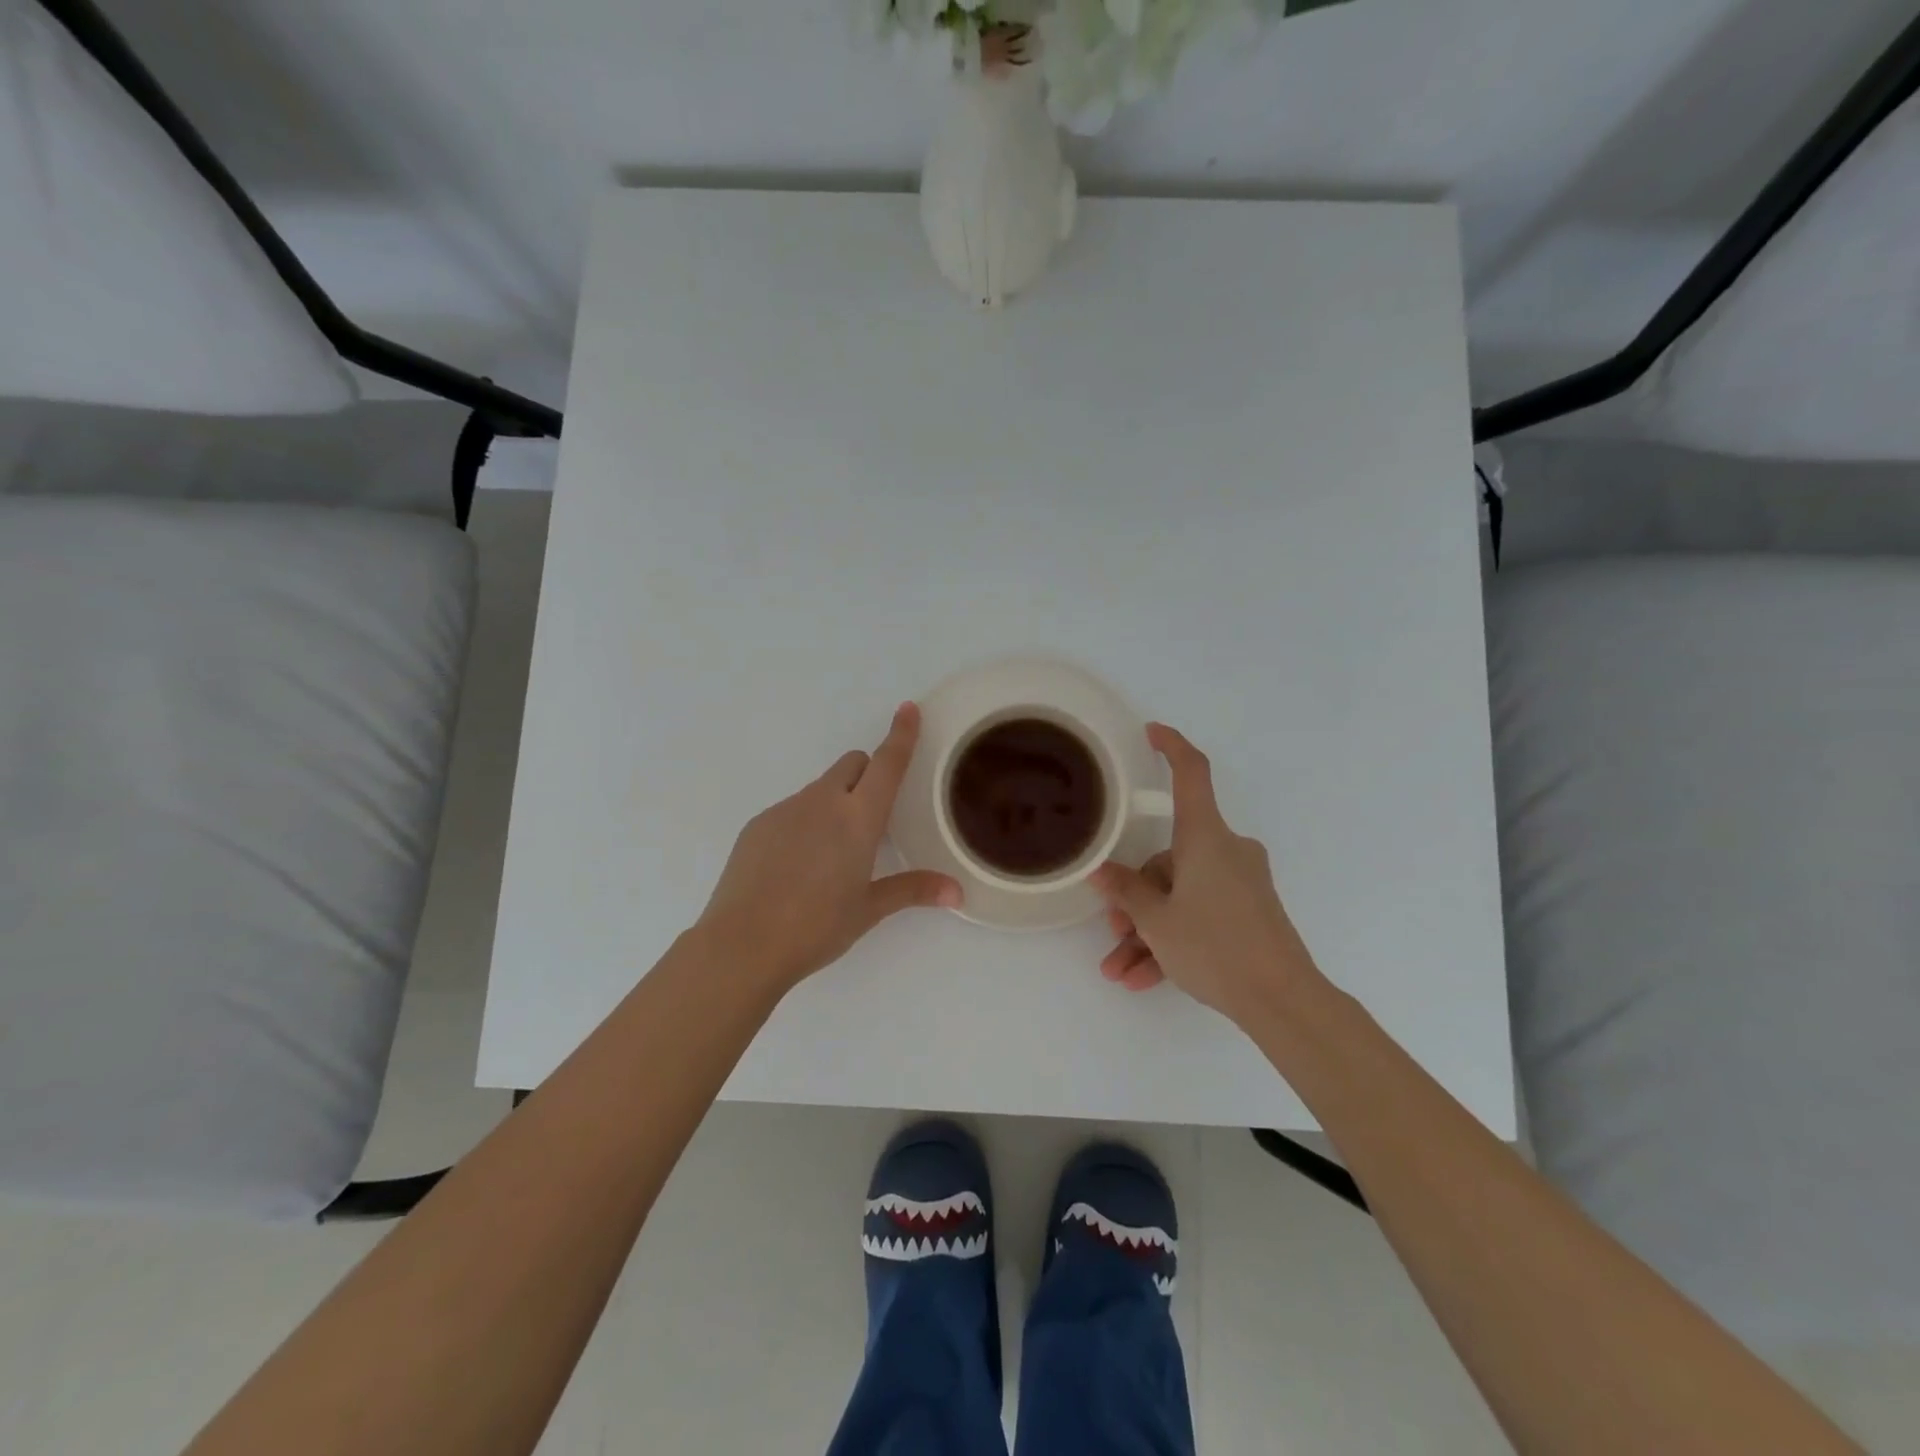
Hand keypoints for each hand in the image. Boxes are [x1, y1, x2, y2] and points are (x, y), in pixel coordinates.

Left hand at [697, 702, 961, 993]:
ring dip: (835, 803)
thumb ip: (912, 890)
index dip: (901, 735)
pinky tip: (795, 866)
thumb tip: (957, 892)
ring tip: (830, 855)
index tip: (908, 709)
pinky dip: (804, 823)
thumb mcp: (868, 909)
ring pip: (821, 789)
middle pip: (853, 765)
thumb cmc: (816, 927)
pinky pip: (792, 809)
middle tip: (871, 817)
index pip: (886, 764)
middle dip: (868, 774)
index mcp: (858, 818)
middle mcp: (823, 802)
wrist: (743, 944)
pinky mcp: (758, 823)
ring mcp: (786, 809)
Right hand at [1090, 724, 1319, 1023]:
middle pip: (1169, 858)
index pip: (1191, 773)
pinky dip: (1173, 941)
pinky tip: (1144, 979)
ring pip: (1180, 894)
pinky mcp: (1249, 911)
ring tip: (1120, 970)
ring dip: (1149, 930)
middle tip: (1113, 931)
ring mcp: (1240, 882)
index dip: (1171, 747)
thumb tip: (1102, 872)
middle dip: (1137, 897)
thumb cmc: (1215, 946)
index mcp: (1206, 837)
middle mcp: (1226, 851)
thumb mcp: (1157, 920)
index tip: (1151, 732)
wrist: (1283, 1001)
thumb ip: (1126, 891)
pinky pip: (1200, 914)